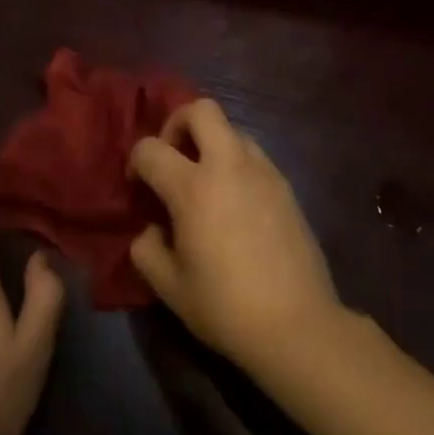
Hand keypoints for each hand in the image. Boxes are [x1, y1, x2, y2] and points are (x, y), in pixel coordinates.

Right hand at [128, 100, 342, 371]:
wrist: (297, 325)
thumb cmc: (225, 307)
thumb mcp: (169, 287)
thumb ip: (146, 249)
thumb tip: (152, 228)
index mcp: (193, 187)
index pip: (150, 148)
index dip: (136, 162)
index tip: (138, 187)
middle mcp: (228, 165)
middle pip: (201, 109)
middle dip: (178, 123)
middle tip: (173, 158)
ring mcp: (262, 171)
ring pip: (231, 129)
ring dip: (211, 142)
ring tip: (205, 181)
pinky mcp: (285, 184)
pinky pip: (253, 154)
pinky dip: (236, 163)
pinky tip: (235, 201)